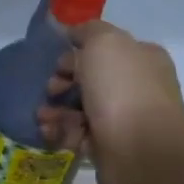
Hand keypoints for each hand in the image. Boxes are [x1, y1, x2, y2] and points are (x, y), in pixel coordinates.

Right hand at [37, 21, 183, 183]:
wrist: (140, 151)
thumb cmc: (122, 91)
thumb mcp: (104, 43)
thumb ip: (88, 32)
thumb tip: (74, 32)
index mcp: (141, 58)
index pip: (103, 50)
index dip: (76, 54)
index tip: (57, 64)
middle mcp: (135, 87)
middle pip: (89, 80)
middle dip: (62, 83)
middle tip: (50, 91)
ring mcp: (123, 119)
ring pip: (80, 109)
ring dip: (56, 110)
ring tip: (43, 117)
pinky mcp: (109, 147)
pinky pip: (78, 135)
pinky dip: (61, 132)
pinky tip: (50, 133)